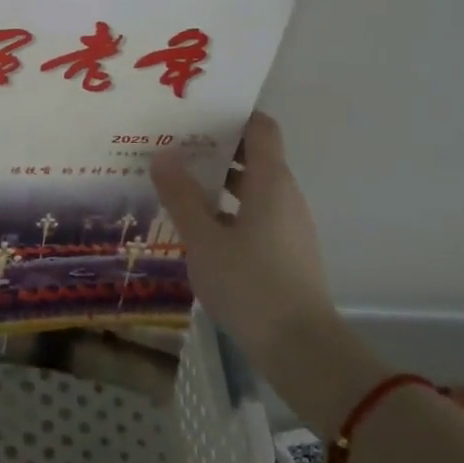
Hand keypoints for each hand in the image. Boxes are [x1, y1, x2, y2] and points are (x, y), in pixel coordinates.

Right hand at [150, 110, 335, 359]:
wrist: (300, 348)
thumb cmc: (249, 283)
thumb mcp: (203, 239)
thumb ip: (181, 196)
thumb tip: (163, 155)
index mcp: (270, 181)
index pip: (261, 128)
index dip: (233, 115)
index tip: (196, 114)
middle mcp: (285, 195)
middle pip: (254, 156)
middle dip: (215, 148)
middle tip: (173, 147)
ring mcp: (289, 225)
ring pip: (253, 188)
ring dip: (219, 182)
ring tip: (177, 185)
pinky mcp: (286, 252)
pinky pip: (256, 214)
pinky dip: (229, 210)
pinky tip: (198, 227)